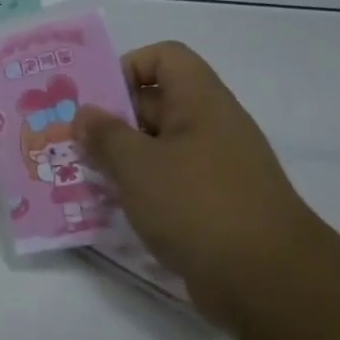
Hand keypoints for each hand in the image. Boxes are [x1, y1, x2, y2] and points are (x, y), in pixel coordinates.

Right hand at [76, 41, 325, 325]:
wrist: (268, 282)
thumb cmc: (198, 205)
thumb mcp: (138, 165)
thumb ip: (105, 135)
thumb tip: (85, 115)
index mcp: (200, 101)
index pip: (165, 58)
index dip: (128, 67)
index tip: (96, 99)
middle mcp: (211, 126)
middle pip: (156, 104)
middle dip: (112, 120)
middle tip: (72, 141)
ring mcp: (216, 168)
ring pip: (159, 148)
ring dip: (122, 159)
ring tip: (83, 175)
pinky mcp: (215, 206)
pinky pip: (170, 183)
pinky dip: (142, 190)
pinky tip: (113, 208)